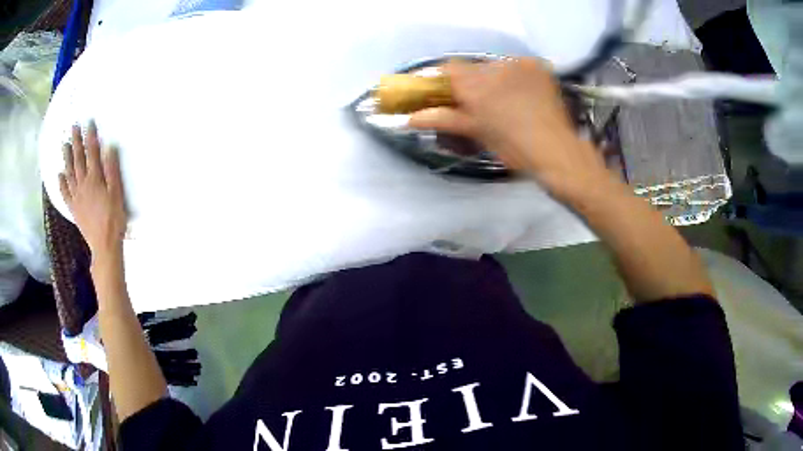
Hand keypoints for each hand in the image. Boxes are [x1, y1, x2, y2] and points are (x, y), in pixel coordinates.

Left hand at [59, 123, 126, 258]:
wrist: (104, 245)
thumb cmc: (114, 218)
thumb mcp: (117, 193)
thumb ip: (111, 170)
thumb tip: (108, 148)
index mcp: (94, 179)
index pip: (91, 152)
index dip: (90, 136)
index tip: (88, 122)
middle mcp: (83, 184)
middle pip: (78, 159)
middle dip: (76, 142)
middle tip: (73, 127)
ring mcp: (76, 197)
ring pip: (69, 173)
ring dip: (67, 158)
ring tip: (65, 145)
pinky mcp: (74, 208)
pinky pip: (65, 193)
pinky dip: (62, 183)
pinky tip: (60, 175)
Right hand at [409, 58, 615, 201]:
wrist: (557, 151)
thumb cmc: (513, 148)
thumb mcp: (476, 134)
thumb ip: (443, 119)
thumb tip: (409, 118)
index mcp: (475, 85)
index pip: (448, 69)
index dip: (445, 79)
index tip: (448, 92)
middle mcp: (494, 67)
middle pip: (473, 68)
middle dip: (473, 83)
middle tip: (482, 104)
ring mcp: (519, 64)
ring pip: (496, 67)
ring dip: (496, 79)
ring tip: (507, 102)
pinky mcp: (537, 66)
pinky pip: (518, 66)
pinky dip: (516, 77)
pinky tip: (524, 95)